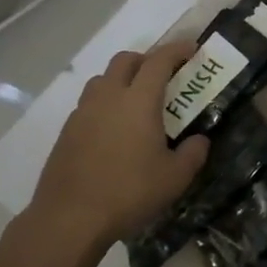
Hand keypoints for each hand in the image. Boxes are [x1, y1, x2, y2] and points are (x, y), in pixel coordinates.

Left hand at [24, 43, 210, 254]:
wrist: (70, 219)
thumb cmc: (129, 192)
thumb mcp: (175, 178)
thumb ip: (193, 153)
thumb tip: (200, 140)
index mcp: (139, 100)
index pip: (159, 60)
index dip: (177, 50)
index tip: (191, 48)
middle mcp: (108, 97)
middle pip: (125, 60)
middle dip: (147, 59)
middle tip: (164, 76)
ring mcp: (83, 113)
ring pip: (102, 79)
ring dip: (122, 80)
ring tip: (136, 102)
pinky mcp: (67, 131)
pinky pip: (89, 104)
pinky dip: (105, 104)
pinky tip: (114, 130)